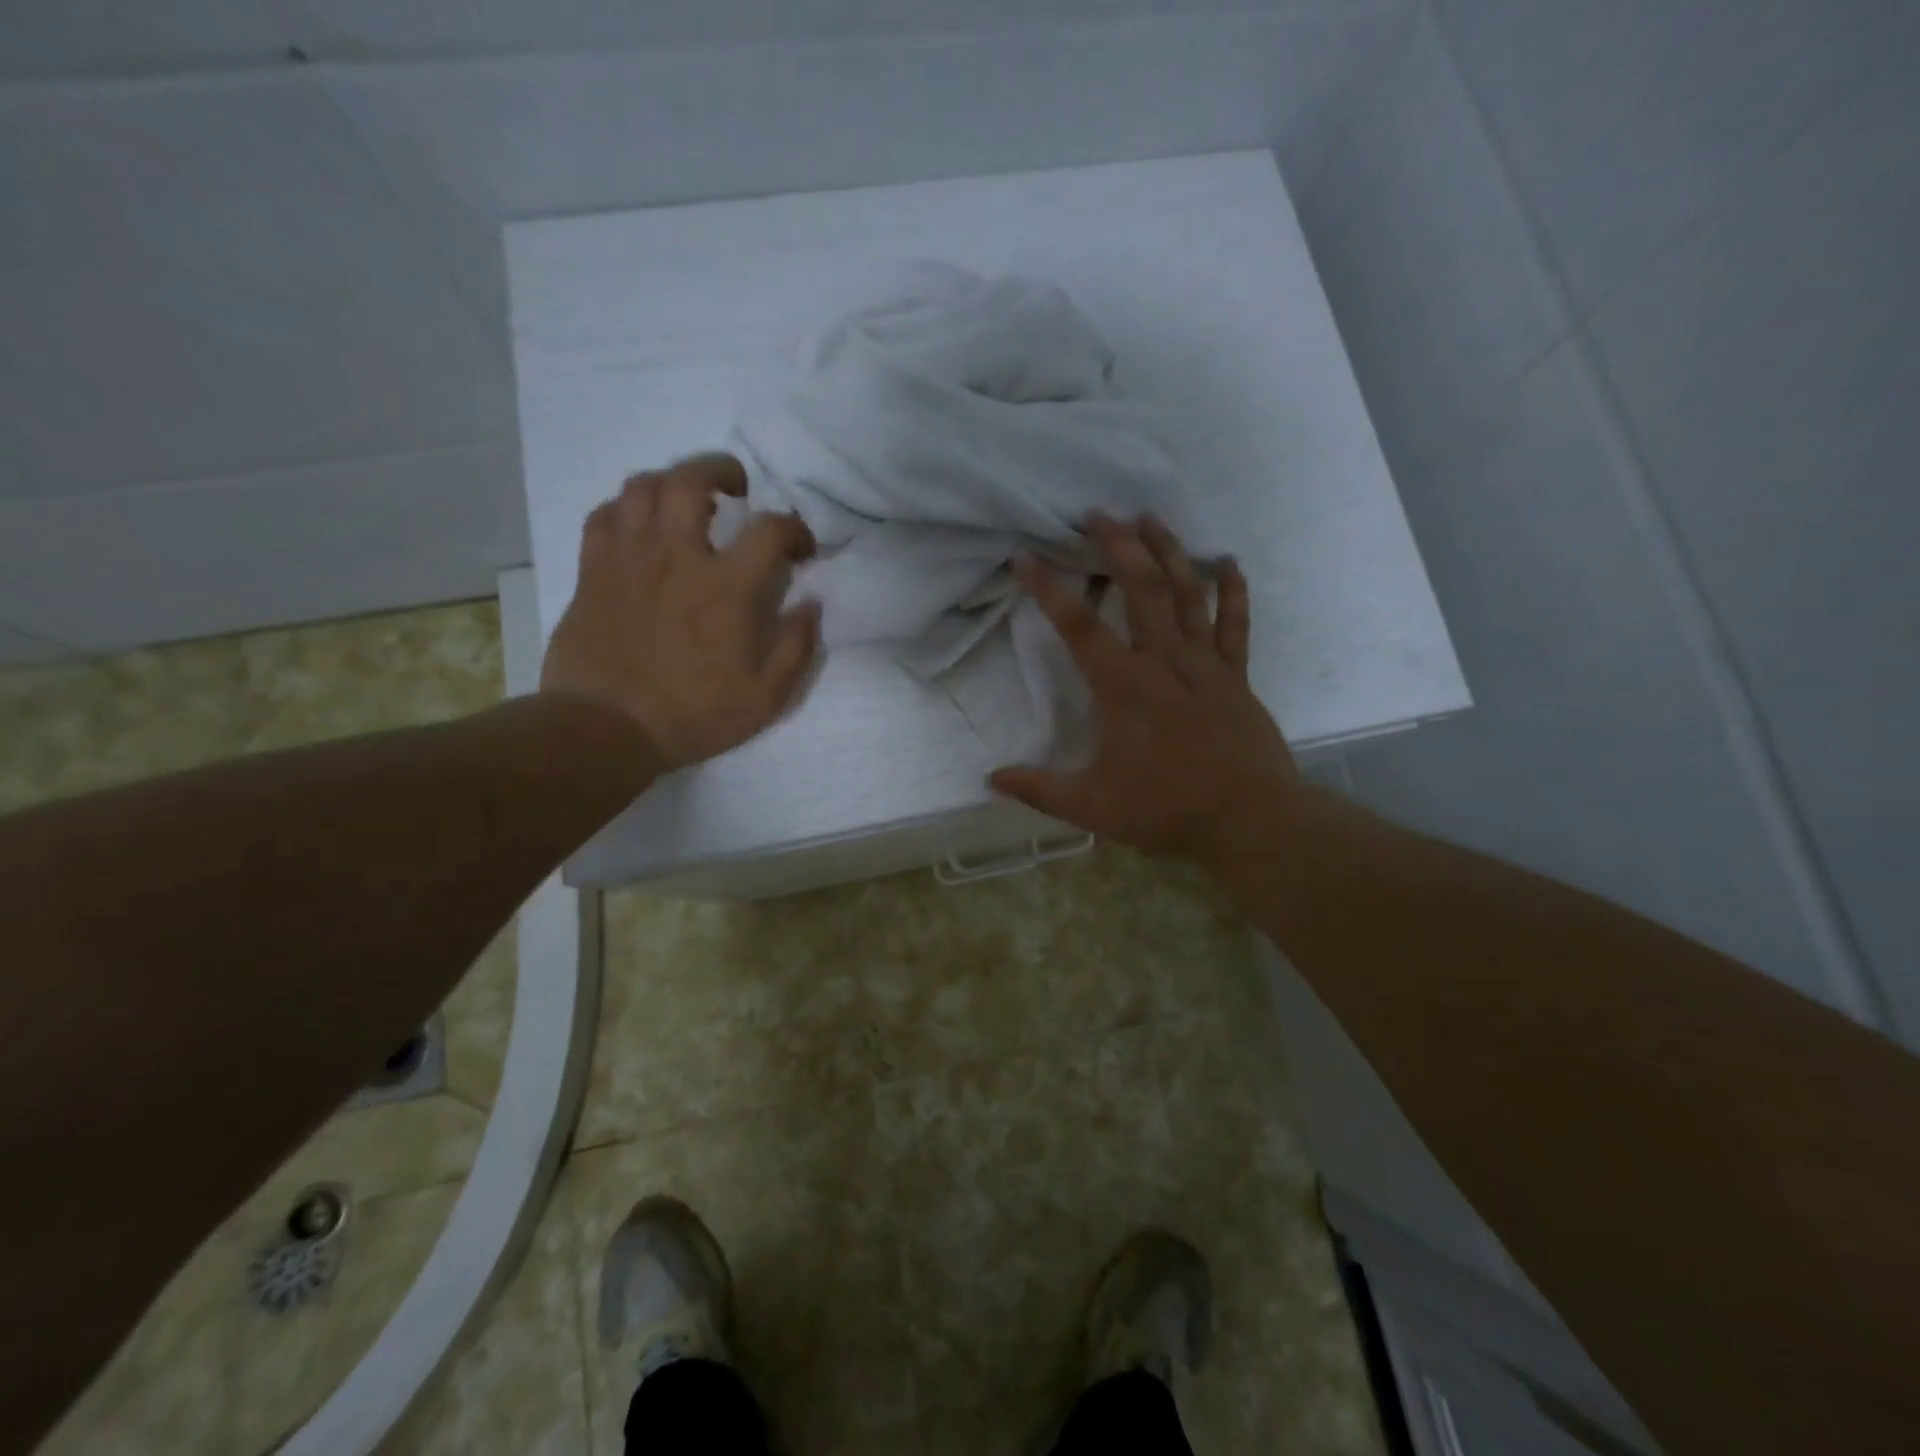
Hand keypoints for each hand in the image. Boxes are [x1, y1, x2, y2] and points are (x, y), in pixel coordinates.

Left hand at [540, 453, 820, 771]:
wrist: (605, 729)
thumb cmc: (693, 715)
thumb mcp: (766, 698)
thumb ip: (796, 647)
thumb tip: (812, 605)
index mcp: (727, 587)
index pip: (770, 529)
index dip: (794, 528)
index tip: (801, 547)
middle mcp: (677, 556)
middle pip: (693, 479)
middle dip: (722, 470)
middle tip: (737, 488)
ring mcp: (628, 558)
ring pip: (643, 486)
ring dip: (671, 482)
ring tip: (686, 500)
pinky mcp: (592, 571)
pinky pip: (605, 515)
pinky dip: (626, 508)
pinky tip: (639, 525)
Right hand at [989, 513, 1302, 866]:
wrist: (1250, 821)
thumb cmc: (1166, 810)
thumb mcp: (1091, 807)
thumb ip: (1039, 790)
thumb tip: (991, 779)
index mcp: (1123, 687)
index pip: (1077, 626)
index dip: (1047, 587)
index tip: (1025, 557)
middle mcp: (1164, 662)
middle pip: (1140, 588)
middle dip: (1116, 546)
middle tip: (1097, 514)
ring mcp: (1206, 664)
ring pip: (1187, 593)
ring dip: (1168, 552)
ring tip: (1150, 517)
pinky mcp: (1237, 676)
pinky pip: (1235, 624)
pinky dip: (1233, 590)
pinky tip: (1227, 562)